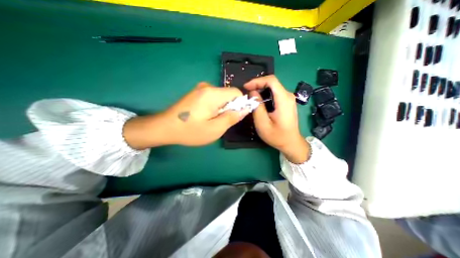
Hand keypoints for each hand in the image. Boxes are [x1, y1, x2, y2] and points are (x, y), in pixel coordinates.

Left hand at [124, 80, 249, 148]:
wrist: (165, 127)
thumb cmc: (190, 131)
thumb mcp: (215, 129)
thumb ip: (232, 117)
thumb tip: (245, 108)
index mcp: (213, 94)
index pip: (237, 92)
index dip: (240, 104)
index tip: (234, 117)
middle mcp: (207, 87)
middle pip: (228, 94)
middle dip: (229, 108)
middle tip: (220, 121)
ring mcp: (200, 89)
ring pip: (221, 97)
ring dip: (221, 108)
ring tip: (211, 120)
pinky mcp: (196, 93)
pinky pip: (213, 98)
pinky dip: (214, 107)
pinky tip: (205, 116)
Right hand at [245, 74, 308, 162]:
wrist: (291, 143)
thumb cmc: (277, 136)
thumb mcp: (262, 123)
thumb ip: (257, 107)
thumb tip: (253, 93)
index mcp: (283, 100)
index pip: (271, 80)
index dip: (257, 81)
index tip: (246, 87)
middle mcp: (288, 96)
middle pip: (272, 83)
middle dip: (258, 85)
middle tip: (247, 93)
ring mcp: (289, 99)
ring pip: (273, 87)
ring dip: (261, 90)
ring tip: (251, 97)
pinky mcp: (287, 102)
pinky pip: (275, 93)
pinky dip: (265, 94)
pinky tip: (259, 101)